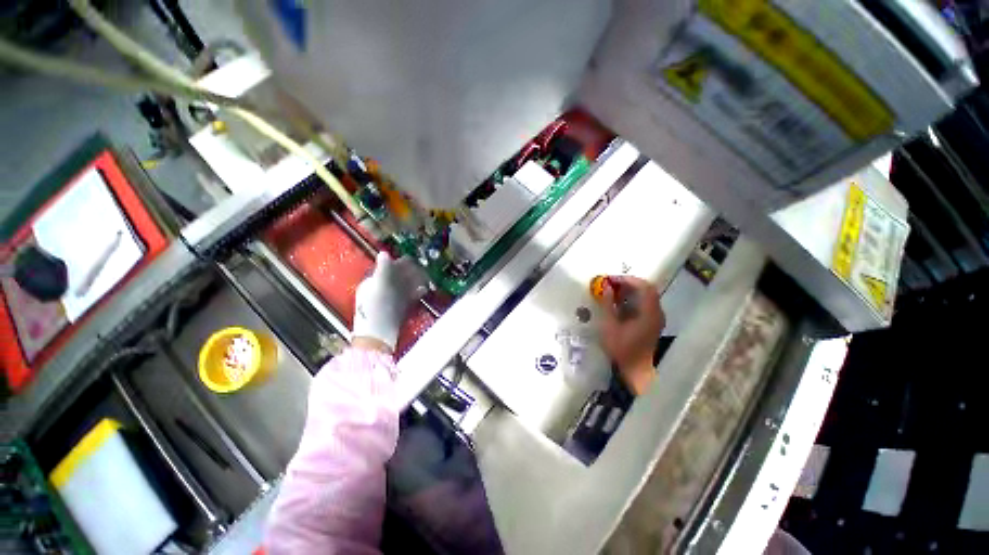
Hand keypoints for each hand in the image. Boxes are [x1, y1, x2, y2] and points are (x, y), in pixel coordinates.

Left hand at [353, 252, 426, 353]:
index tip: (415, 261)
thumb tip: (384, 253)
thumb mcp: (379, 286)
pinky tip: (424, 290)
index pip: (388, 267)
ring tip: (427, 278)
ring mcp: (389, 300)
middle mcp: (379, 290)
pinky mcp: (397, 310)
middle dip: (411, 272)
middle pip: (398, 276)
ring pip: (404, 286)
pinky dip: (416, 292)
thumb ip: (382, 269)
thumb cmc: (377, 310)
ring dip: (415, 281)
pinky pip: (408, 297)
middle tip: (425, 269)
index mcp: (371, 282)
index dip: (400, 263)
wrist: (378, 337)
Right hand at [600, 276, 664, 395]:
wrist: (636, 371)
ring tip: (612, 290)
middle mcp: (657, 313)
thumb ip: (608, 305)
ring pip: (646, 296)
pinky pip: (645, 304)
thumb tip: (606, 287)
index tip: (611, 279)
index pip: (644, 287)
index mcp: (649, 313)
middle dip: (628, 283)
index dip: (628, 279)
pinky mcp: (652, 323)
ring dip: (630, 290)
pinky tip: (619, 302)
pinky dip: (632, 299)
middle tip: (611, 283)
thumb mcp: (610, 326)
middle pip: (647, 289)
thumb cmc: (622, 349)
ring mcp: (656, 318)